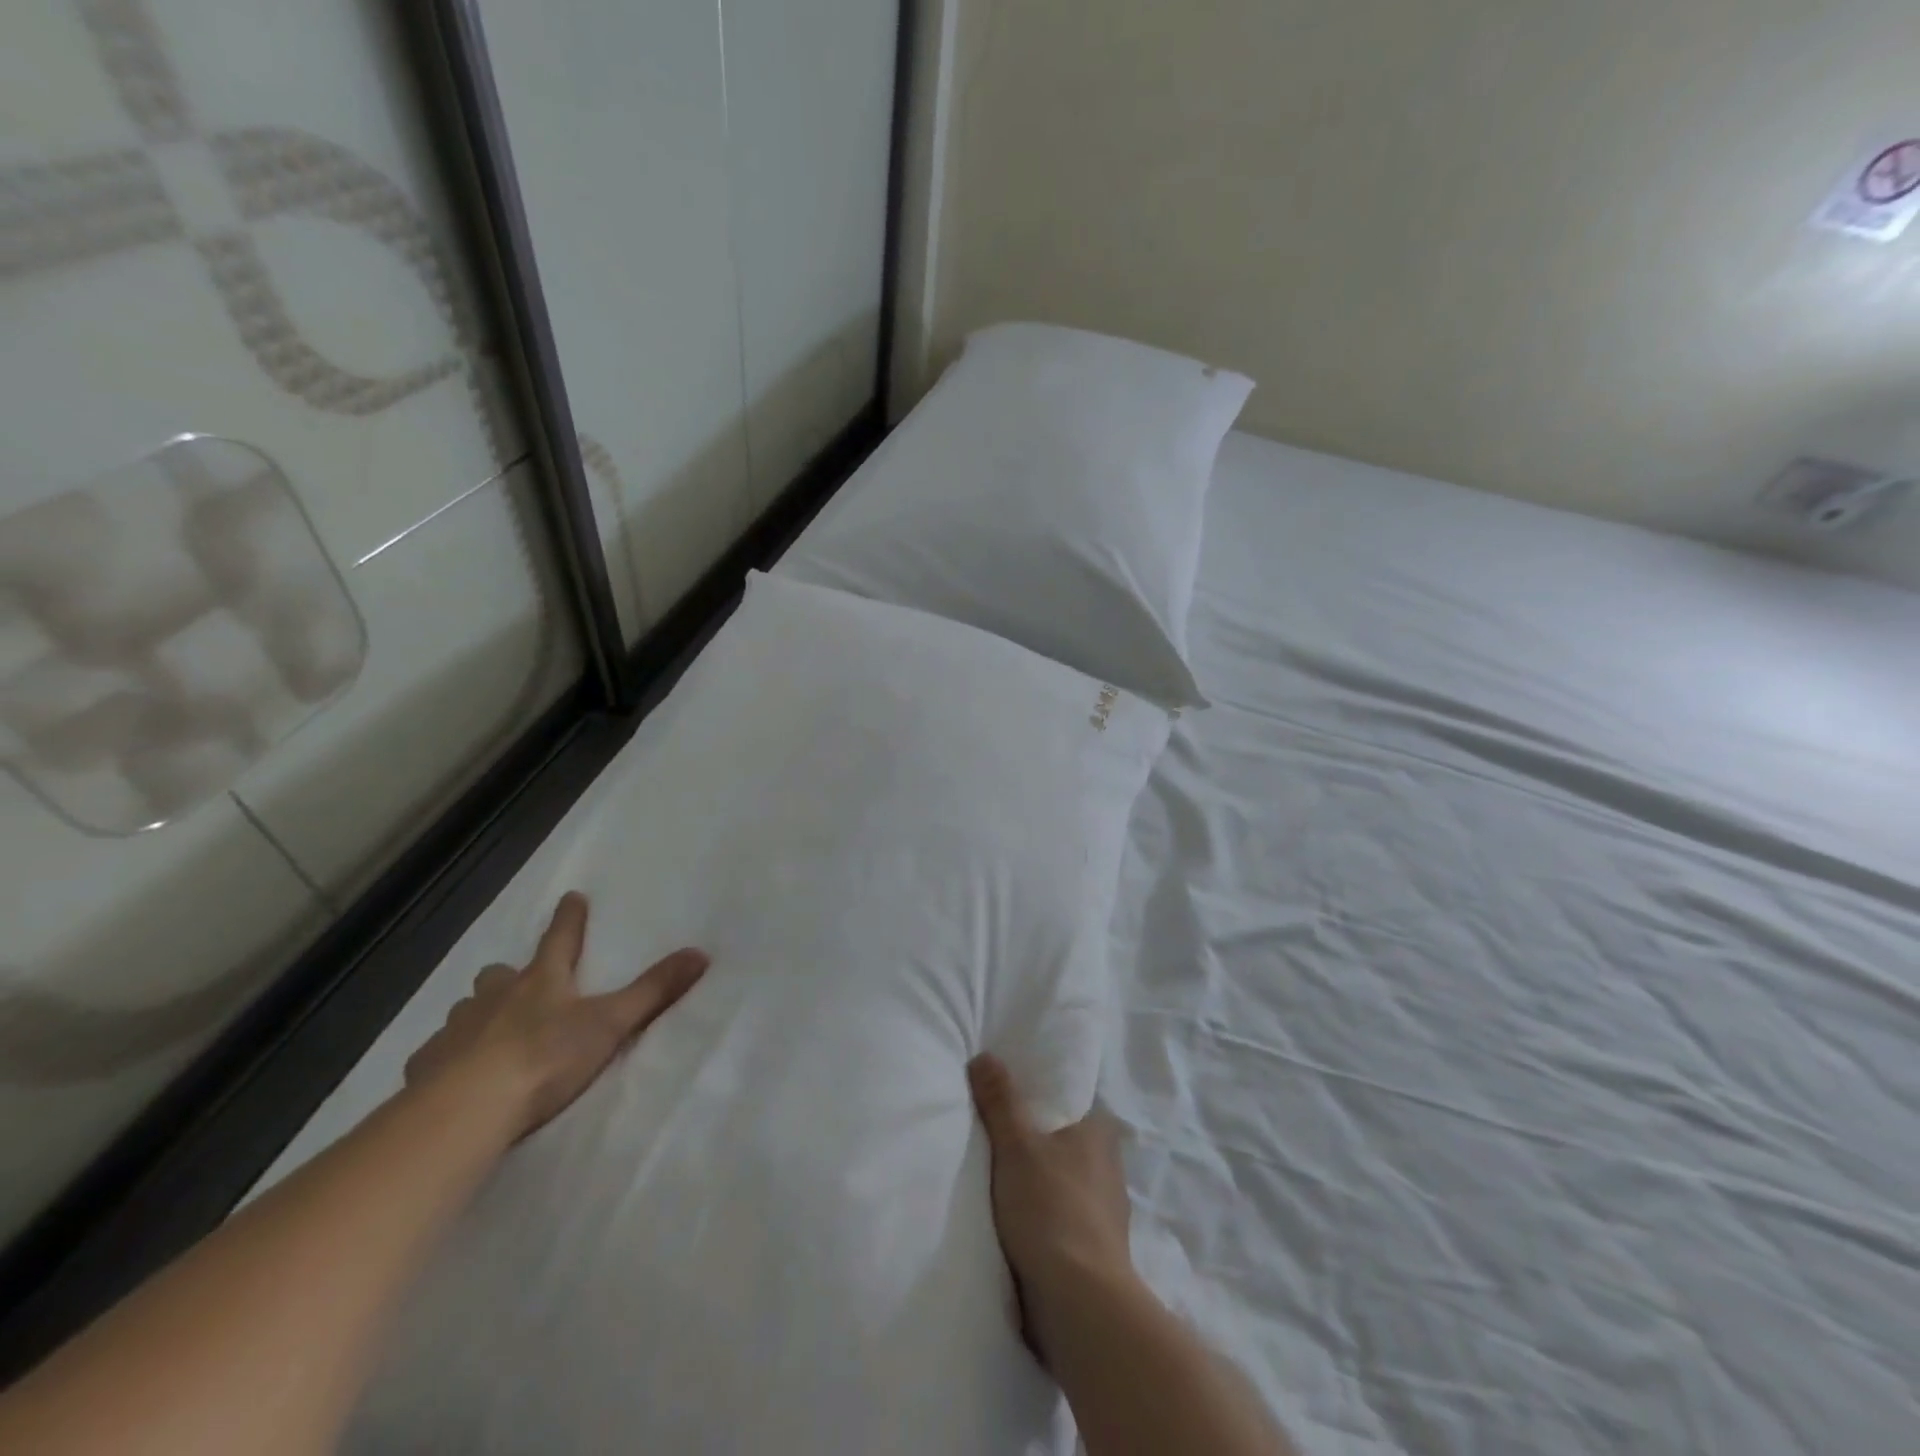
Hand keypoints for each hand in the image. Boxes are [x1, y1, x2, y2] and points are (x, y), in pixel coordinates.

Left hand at [405, 891, 708, 1140]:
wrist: (466, 1111)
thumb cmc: (545, 1059)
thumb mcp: (610, 1023)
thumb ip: (654, 991)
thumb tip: (700, 953)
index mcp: (541, 981)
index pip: (560, 938)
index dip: (569, 918)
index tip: (572, 897)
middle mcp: (495, 997)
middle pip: (500, 974)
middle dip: (510, 975)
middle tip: (519, 983)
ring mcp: (456, 1031)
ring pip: (467, 1010)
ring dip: (479, 1013)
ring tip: (488, 1030)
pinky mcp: (426, 1069)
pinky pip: (437, 1054)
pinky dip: (447, 1056)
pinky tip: (450, 1074)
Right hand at [968, 1053, 1135, 1364]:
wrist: (1081, 1305)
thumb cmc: (1051, 1208)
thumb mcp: (1016, 1144)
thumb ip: (1000, 1100)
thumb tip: (985, 1055)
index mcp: (1099, 1131)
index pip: (1069, 1100)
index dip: (1040, 1097)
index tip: (1010, 1099)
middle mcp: (1109, 1165)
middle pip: (1064, 1141)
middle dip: (1038, 1142)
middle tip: (997, 1136)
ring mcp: (1106, 1211)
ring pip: (1065, 1182)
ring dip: (1040, 1184)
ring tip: (1001, 1181)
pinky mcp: (1096, 1250)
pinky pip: (1063, 1219)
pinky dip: (1045, 1218)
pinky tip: (1019, 1223)